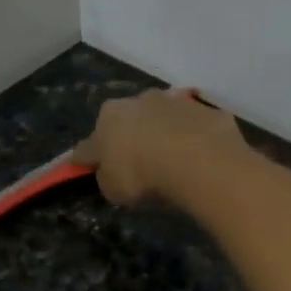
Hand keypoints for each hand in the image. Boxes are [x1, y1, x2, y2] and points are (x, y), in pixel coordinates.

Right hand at [71, 87, 248, 206]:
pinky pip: (192, 126)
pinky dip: (191, 138)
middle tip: (136, 162)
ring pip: (160, 118)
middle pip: (126, 122)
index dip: (88, 159)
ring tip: (171, 159)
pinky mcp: (203, 109)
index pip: (89, 144)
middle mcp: (137, 101)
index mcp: (107, 118)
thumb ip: (108, 177)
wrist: (197, 159)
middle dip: (128, 138)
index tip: (87, 167)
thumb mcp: (113, 189)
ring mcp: (172, 101)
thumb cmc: (143, 175)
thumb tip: (110, 172)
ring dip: (162, 133)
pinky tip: (198, 157)